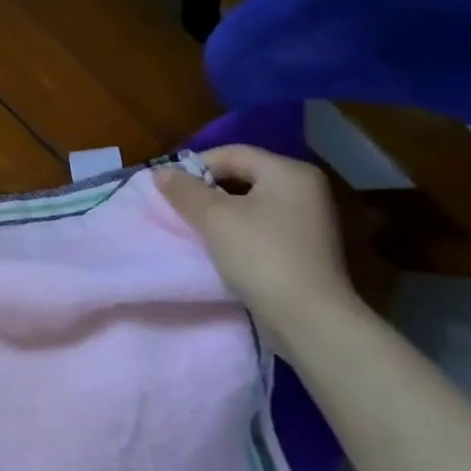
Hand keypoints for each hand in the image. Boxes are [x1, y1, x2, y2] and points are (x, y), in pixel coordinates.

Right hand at [155, 146, 359, 335]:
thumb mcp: (213, 218)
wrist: (308, 317)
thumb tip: (161, 172)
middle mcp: (305, 188)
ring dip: (221, 211)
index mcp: (288, 172)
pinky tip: (221, 246)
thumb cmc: (259, 255)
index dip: (195, 166)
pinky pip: (263, 224)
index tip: (168, 188)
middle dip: (207, 189)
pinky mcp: (307, 245)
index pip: (232, 153)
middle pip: (243, 175)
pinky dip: (239, 228)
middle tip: (179, 207)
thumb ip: (184, 190)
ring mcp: (309, 218)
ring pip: (252, 202)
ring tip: (195, 228)